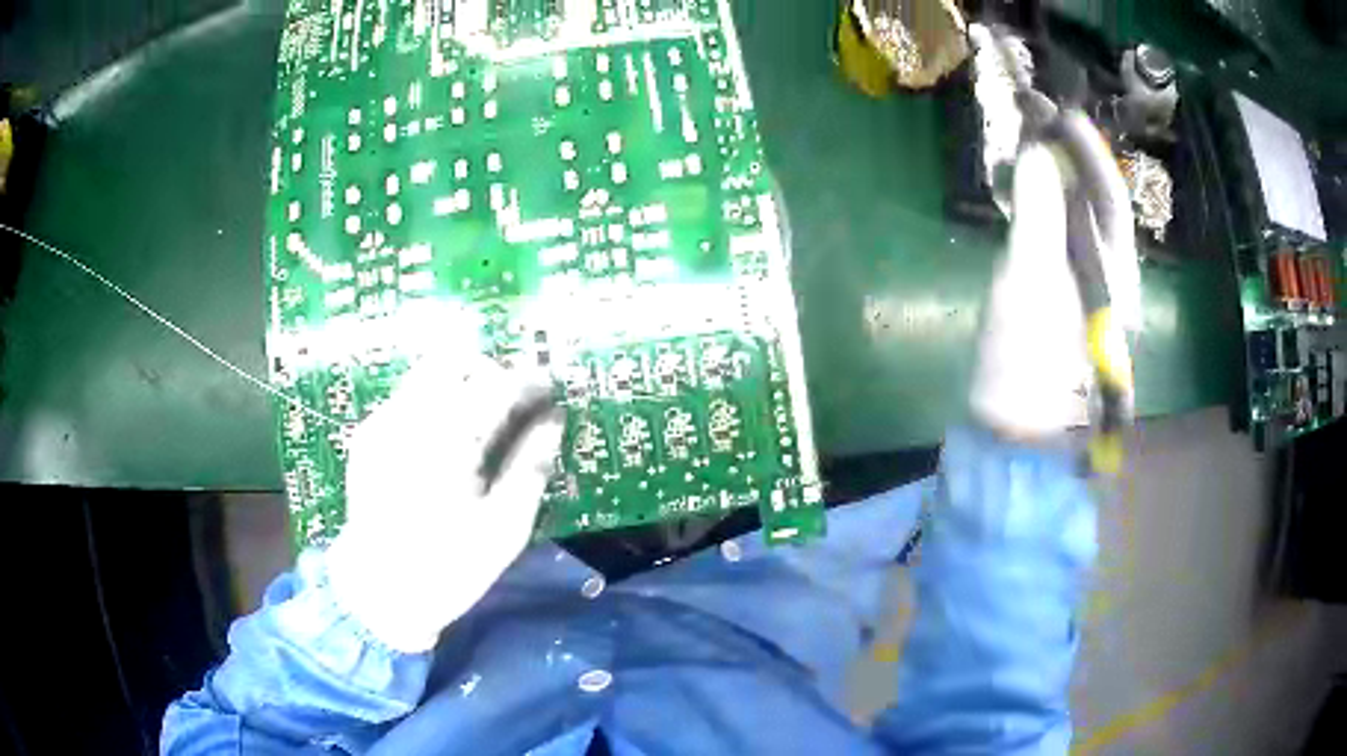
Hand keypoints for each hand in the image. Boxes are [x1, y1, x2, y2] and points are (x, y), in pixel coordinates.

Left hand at [326, 353, 563, 652]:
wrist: (378, 592)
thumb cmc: (449, 567)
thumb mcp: (505, 527)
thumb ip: (531, 465)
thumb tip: (554, 420)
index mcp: (448, 442)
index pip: (497, 385)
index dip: (530, 380)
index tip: (550, 388)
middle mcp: (409, 418)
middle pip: (455, 359)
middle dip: (491, 372)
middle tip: (513, 404)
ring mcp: (382, 422)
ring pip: (428, 372)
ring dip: (462, 384)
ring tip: (480, 423)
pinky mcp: (367, 434)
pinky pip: (408, 397)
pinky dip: (435, 404)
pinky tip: (444, 443)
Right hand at [970, 129, 1136, 439]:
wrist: (1012, 437)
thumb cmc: (1025, 361)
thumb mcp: (1031, 280)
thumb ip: (1039, 212)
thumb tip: (1039, 151)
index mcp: (1116, 276)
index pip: (1110, 198)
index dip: (1087, 151)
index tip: (1059, 111)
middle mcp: (1109, 280)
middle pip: (1094, 208)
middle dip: (1068, 163)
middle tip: (1033, 127)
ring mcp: (1084, 293)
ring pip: (1074, 223)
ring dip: (1051, 185)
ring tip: (1021, 155)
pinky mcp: (1059, 304)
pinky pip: (1055, 244)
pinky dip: (1038, 214)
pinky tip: (1017, 201)